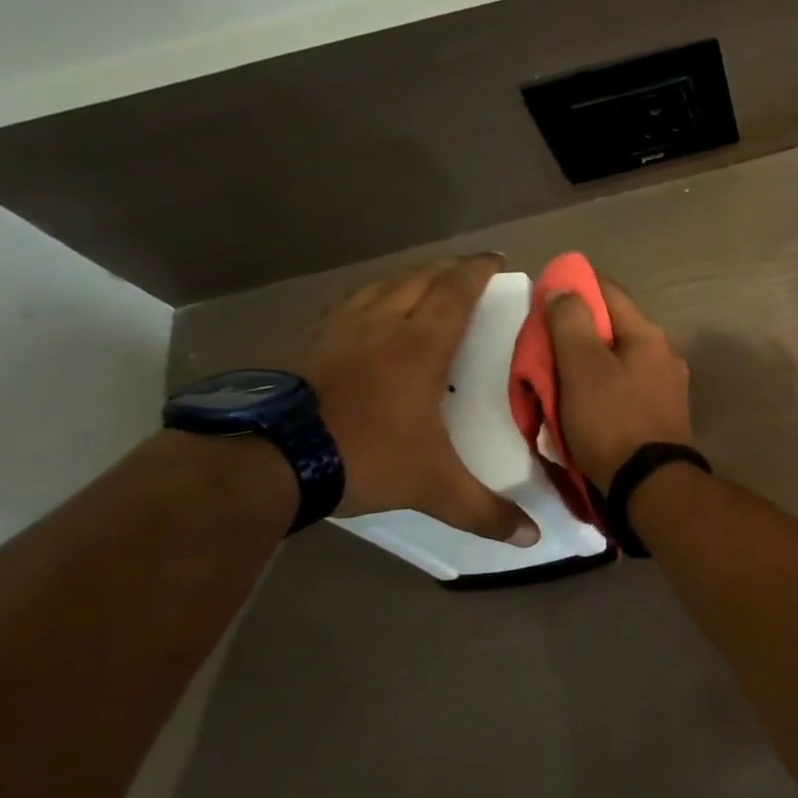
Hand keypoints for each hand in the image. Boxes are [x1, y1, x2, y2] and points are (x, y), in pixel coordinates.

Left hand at [288, 255, 537, 544]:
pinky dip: (364, 298)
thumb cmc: (361, 456)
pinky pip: (343, 305)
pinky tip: (361, 311)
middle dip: (446, 269)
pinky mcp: (302, 342)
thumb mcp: (431, 487)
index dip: (477, 271)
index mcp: (419, 346)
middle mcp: (380, 325)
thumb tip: (533, 538)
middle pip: (418, 279)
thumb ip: (483, 511)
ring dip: (405, 278)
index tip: (495, 259)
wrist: (264, 459)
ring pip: (378, 286)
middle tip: (465, 271)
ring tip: (419, 282)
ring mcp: (336, 330)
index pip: (455, 292)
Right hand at [546, 280, 693, 485]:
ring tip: (558, 378)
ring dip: (588, 363)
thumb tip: (563, 288)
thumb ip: (570, 323)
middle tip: (544, 346)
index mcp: (648, 334)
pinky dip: (602, 388)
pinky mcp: (662, 414)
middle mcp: (664, 353)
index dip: (574, 287)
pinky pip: (625, 388)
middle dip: (577, 331)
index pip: (608, 290)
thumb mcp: (582, 367)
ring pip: (618, 360)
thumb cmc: (612, 421)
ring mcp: (668, 385)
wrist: (650, 486)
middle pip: (613, 327)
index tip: (544, 299)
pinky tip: (584, 404)